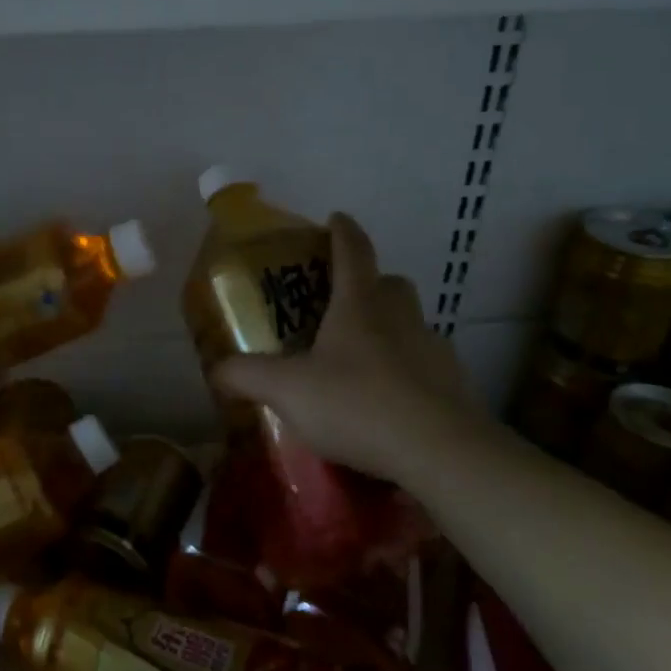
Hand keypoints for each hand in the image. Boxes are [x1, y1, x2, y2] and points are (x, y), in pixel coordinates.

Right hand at [213, 213, 489, 488]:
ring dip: (388, 330)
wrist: (440, 452)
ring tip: (358, 362)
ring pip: (410, 324)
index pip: (353, 250)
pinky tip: (387, 403)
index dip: (342, 231)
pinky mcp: (454, 384)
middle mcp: (400, 317)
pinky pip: (425, 366)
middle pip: (389, 284)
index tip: (335, 218)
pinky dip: (406, 373)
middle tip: (341, 304)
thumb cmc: (357, 403)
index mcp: (360, 305)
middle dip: (368, 284)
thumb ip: (246, 375)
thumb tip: (217, 369)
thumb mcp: (287, 390)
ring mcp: (433, 350)